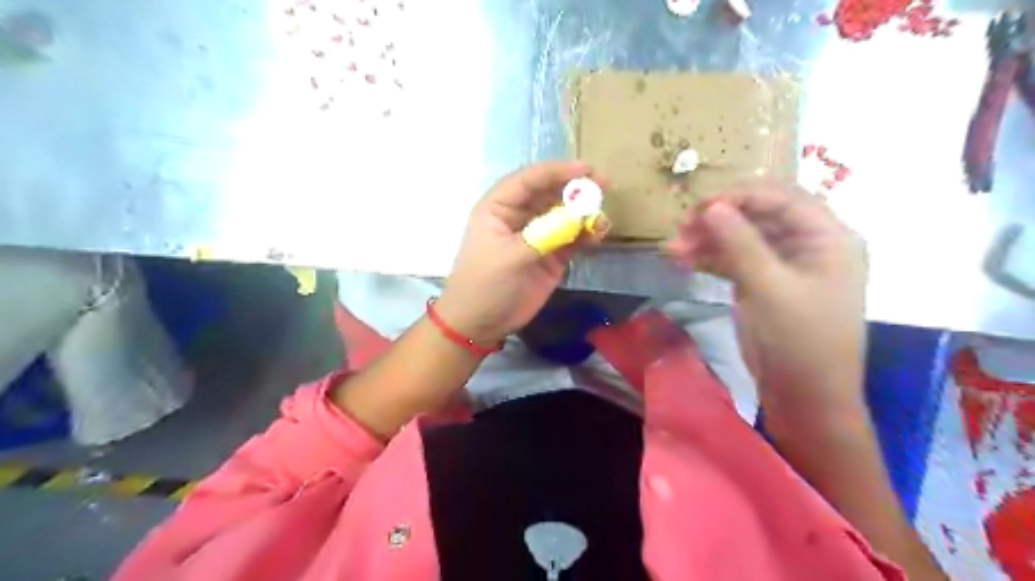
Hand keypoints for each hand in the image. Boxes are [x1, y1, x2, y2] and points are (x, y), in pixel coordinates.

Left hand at [437, 161, 607, 343]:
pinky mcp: (551, 256)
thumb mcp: (509, 257)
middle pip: (550, 193)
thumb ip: (544, 236)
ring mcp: (538, 236)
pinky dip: (586, 234)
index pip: (529, 180)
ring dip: (583, 212)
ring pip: (564, 215)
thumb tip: (579, 218)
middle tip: (603, 185)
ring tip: (602, 215)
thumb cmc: (484, 284)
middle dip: (575, 189)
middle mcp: (520, 216)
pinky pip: (572, 239)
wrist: (480, 323)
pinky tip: (599, 233)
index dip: (556, 171)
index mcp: (499, 207)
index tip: (585, 169)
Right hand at [667, 184, 866, 415]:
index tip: (699, 207)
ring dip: (709, 241)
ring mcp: (785, 266)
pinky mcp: (765, 285)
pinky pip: (736, 261)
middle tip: (681, 228)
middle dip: (719, 220)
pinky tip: (684, 261)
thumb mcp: (769, 289)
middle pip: (760, 216)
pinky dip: (711, 259)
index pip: (783, 199)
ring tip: (672, 249)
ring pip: (743, 239)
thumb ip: (740, 244)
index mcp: (829, 238)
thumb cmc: (800, 342)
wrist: (804, 397)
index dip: (740, 197)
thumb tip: (712, 207)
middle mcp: (809, 245)